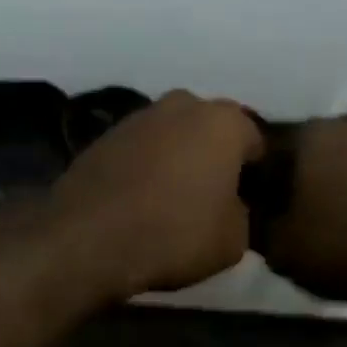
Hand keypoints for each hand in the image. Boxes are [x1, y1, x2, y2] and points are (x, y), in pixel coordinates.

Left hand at [49, 90, 264, 299]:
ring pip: (171, 138)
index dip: (256, 172)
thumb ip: (242, 216)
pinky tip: (139, 204)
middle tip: (212, 198)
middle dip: (213, 158)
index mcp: (223, 121)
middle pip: (209, 131)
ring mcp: (136, 118)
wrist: (89, 239)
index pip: (255, 140)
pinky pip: (137, 154)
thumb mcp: (232, 241)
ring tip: (172, 202)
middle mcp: (181, 105)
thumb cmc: (175, 236)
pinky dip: (143, 171)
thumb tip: (231, 208)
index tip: (251, 200)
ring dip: (176, 161)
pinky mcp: (101, 139)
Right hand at [260, 113, 346, 302]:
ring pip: (344, 162)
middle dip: (294, 183)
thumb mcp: (283, 251)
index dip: (254, 188)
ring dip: (333, 186)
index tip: (256, 215)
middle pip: (304, 155)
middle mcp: (346, 124)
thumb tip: (246, 213)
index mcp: (305, 137)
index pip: (260, 154)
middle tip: (292, 221)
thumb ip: (255, 227)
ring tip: (333, 225)